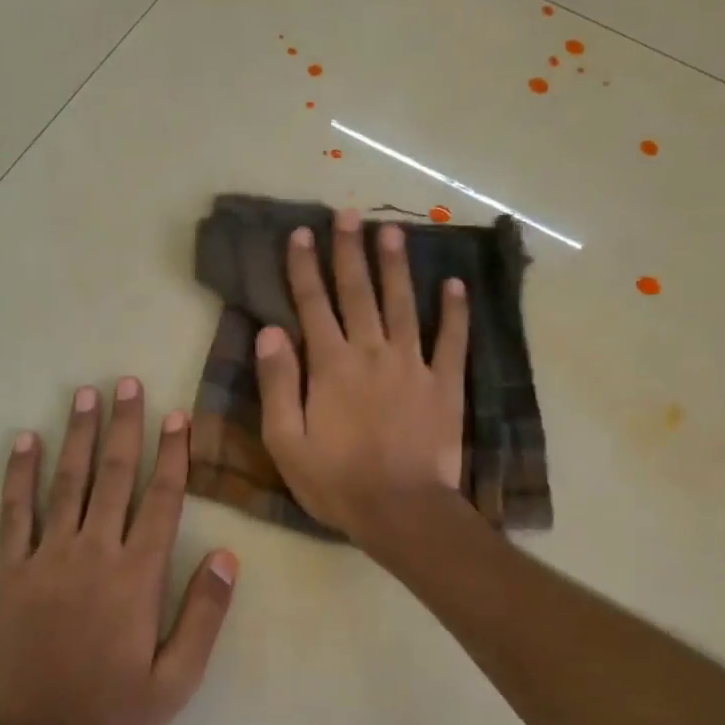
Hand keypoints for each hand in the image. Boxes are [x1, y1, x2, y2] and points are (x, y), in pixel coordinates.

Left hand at [0, 379, 237, 724]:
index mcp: (138, 576)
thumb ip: (204, 614)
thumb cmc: (111, 714)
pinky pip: (14, 513)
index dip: (173, 454)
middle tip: (127, 383)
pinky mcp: (10, 572)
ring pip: (66, 483)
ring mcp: (47, 559)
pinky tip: (24, 441)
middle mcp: (94, 553)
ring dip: (78, 435)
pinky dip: (19, 475)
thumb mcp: (177, 679)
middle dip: (124, 426)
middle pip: (113, 476)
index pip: (162, 500)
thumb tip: (228, 555)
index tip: (177, 417)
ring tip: (85, 394)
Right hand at [254, 208, 468, 547]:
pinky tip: (455, 284)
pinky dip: (454, 311)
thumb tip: (269, 331)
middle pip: (358, 292)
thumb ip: (277, 383)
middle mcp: (371, 352)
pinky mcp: (444, 384)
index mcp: (330, 365)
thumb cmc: (336, 481)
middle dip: (349, 251)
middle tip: (347, 214)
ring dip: (396, 266)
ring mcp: (413, 364)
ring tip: (392, 230)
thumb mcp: (285, 441)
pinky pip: (452, 340)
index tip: (300, 233)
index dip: (304, 267)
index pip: (313, 304)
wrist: (401, 510)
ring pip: (403, 304)